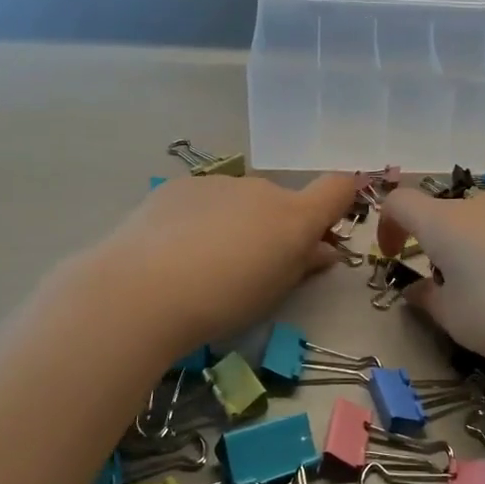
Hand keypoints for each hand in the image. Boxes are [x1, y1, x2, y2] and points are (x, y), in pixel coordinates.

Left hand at [92, 173, 358, 351]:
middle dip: (276, 227)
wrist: (143, 290)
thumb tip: (324, 250)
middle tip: (253, 267)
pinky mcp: (178, 186)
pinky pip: (204, 200)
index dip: (341, 199)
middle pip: (281, 202)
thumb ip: (303, 265)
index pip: (337, 188)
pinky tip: (174, 249)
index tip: (328, 225)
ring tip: (204, 263)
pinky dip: (201, 218)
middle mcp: (261, 189)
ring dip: (236, 222)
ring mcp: (218, 183)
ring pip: (240, 200)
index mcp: (294, 216)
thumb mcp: (275, 292)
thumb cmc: (223, 301)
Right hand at [379, 189, 484, 390]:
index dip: (387, 226)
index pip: (400, 202)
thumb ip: (429, 302)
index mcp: (446, 222)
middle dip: (443, 249)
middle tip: (455, 293)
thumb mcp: (458, 321)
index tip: (394, 257)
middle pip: (450, 216)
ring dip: (483, 253)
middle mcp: (484, 204)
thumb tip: (417, 289)